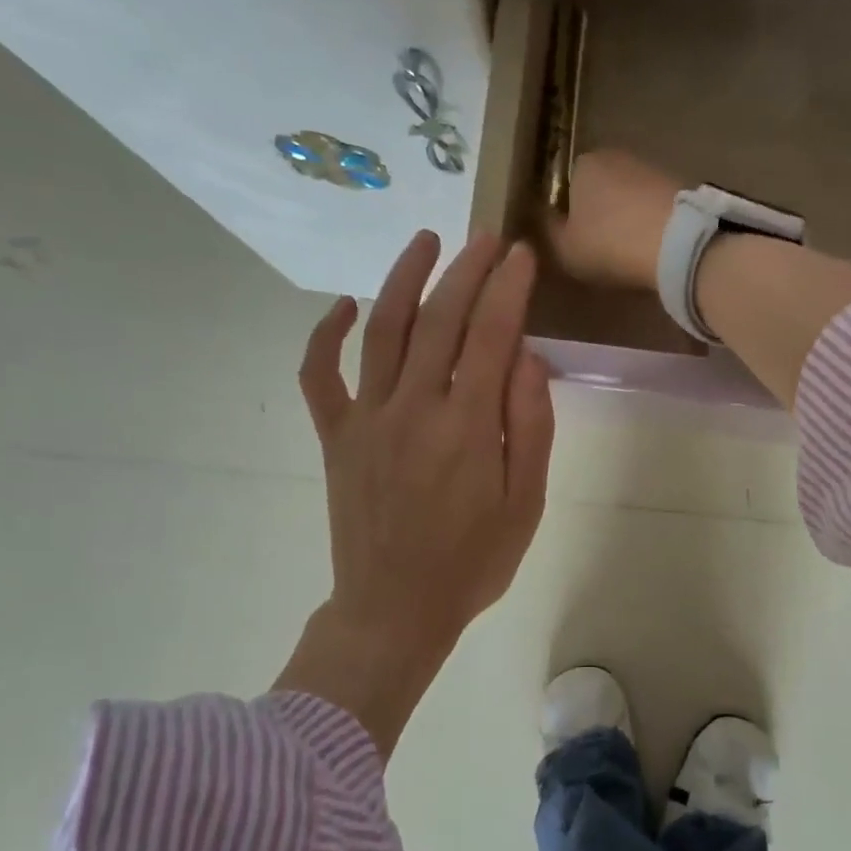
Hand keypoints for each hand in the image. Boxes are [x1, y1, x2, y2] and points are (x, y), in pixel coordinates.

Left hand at [278, 231, 554, 757]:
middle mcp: (413, 410)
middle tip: (486, 240)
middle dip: (466, 270)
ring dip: (403, 279)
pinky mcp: (335, 436)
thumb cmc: (472, 563)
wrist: (394, 611)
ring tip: (425, 242)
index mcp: (467, 429)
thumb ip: (531, 426)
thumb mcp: (525, 504)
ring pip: (382, 330)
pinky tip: (344, 305)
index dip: (508, 289)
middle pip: (440, 320)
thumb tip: (526, 357)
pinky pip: (320, 375)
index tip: (520, 256)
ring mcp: (366, 420)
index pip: (491, 336)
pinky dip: (325, 335)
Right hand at [548, 149, 684, 290]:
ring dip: (626, 217)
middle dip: (598, 213)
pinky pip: (652, 206)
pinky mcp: (678, 184)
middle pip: (598, 188)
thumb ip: (548, 231)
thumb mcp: (564, 248)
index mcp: (581, 164)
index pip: (565, 187)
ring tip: (628, 250)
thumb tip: (542, 218)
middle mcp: (614, 156)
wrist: (676, 242)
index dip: (567, 215)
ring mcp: (650, 167)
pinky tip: (651, 245)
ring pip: (627, 196)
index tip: (573, 241)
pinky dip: (649, 222)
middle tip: (600, 249)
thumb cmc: (609, 243)